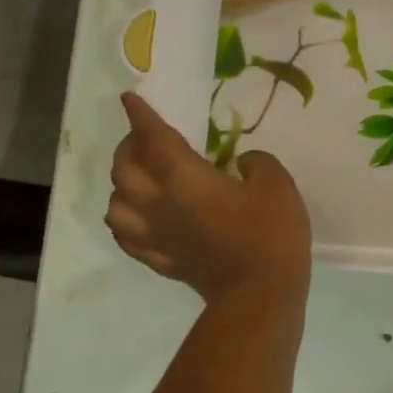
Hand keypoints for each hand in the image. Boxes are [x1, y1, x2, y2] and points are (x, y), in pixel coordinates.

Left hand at [106, 93, 311, 303]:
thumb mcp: (276, 183)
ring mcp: (154, 234)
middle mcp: (157, 201)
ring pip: (115, 201)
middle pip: (124, 167)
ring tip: (140, 176)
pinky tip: (137, 215)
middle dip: (130, 146)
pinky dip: (124, 218)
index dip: (141, 115)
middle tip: (147, 137)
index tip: (131, 99)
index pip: (153, 137)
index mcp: (182, 176)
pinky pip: (125, 234)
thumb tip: (241, 163)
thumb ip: (256, 162)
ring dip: (122, 183)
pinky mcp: (159, 258)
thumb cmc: (270, 232)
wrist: (260, 293)